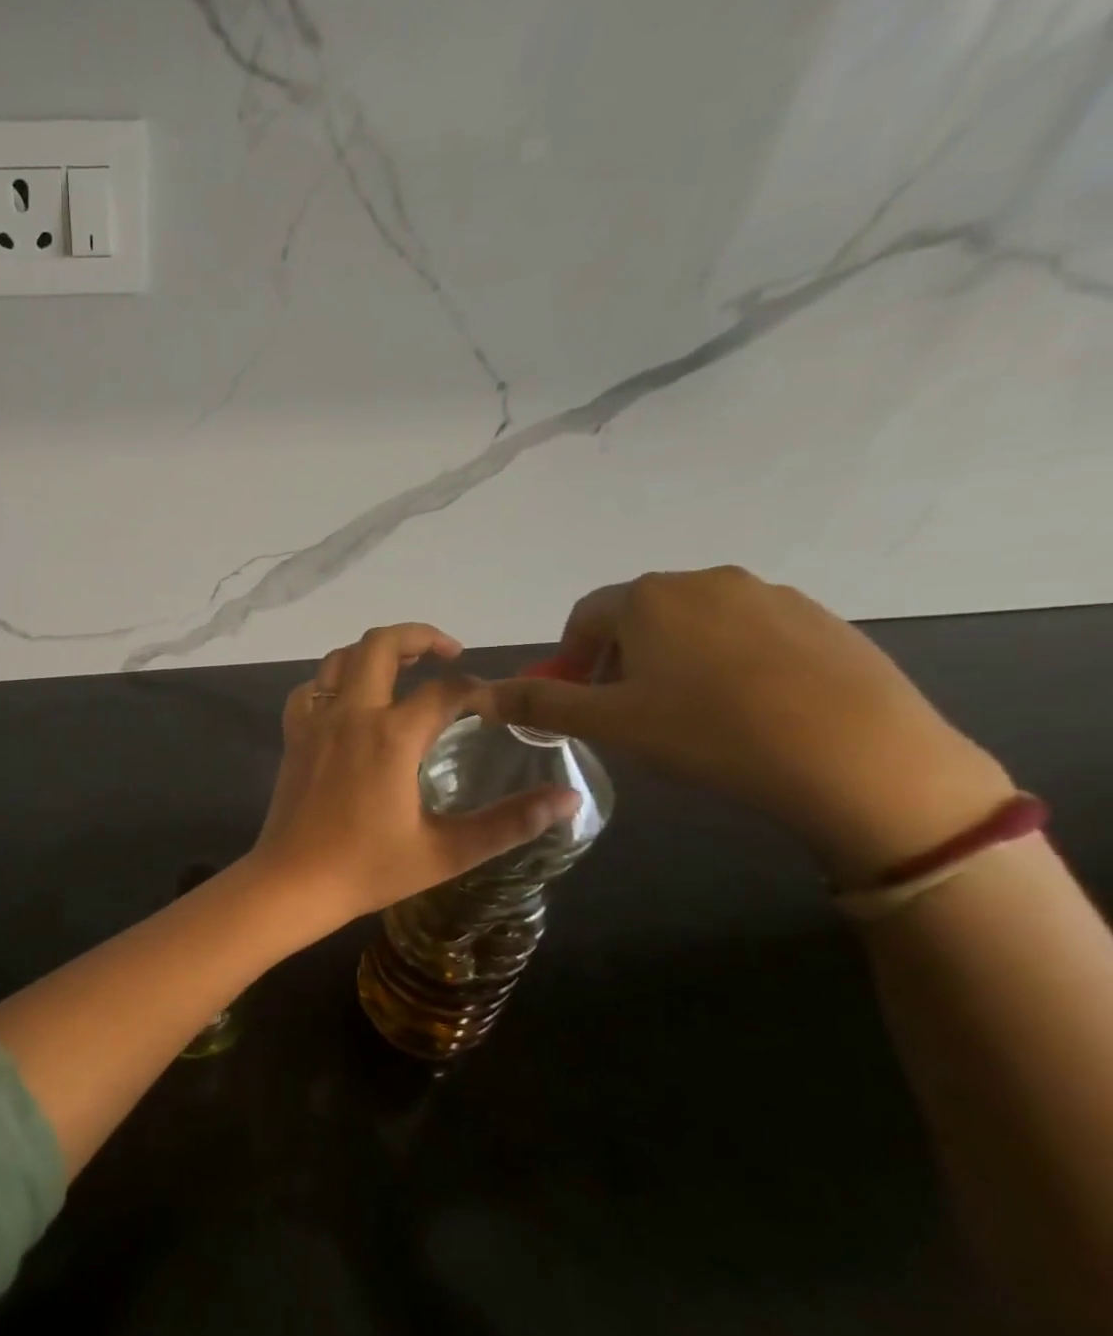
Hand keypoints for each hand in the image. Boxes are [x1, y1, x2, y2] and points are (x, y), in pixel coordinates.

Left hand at [247, 623, 580, 925]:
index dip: (477, 689)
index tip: (494, 706)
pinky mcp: (293, 737)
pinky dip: (331, 681)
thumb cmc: (368, 869)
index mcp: (393, 736)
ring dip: (373, 652)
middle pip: (380, 644)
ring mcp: (316, 722)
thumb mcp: (447, 852)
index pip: (445, 690)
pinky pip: (309, 689)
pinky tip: (348, 700)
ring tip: (403, 666)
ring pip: (339, 659)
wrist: (293, 883)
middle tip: (448, 654)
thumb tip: (568, 799)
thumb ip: (509, 823)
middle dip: (419, 636)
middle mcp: (352, 714)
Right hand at [476, 567, 1014, 881]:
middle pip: (639, 615)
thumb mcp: (609, 723)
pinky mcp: (820, 618)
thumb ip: (540, 703)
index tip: (581, 701)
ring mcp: (770, 594)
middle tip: (631, 713)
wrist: (857, 755)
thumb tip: (479, 694)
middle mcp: (705, 580)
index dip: (571, 659)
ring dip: (675, 659)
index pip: (584, 617)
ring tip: (692, 715)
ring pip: (695, 624)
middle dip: (621, 659)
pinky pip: (750, 633)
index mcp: (648, 598)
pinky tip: (748, 709)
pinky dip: (731, 662)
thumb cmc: (708, 732)